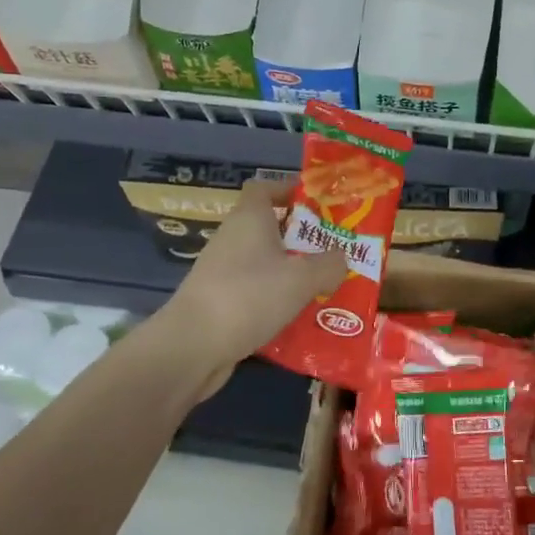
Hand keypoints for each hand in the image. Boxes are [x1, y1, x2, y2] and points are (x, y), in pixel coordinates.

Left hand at [163, 177, 347, 393]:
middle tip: (334, 252)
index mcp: (249, 219)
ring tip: (324, 287)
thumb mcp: (302, 279)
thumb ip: (329, 265)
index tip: (317, 204)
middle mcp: (232, 239)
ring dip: (291, 272)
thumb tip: (341, 257)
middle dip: (301, 238)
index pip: (264, 188)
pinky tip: (299, 318)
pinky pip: (255, 292)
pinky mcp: (219, 302)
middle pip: (268, 227)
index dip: (289, 190)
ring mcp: (222, 272)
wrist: (193, 345)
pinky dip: (275, 299)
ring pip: (264, 263)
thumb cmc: (250, 296)